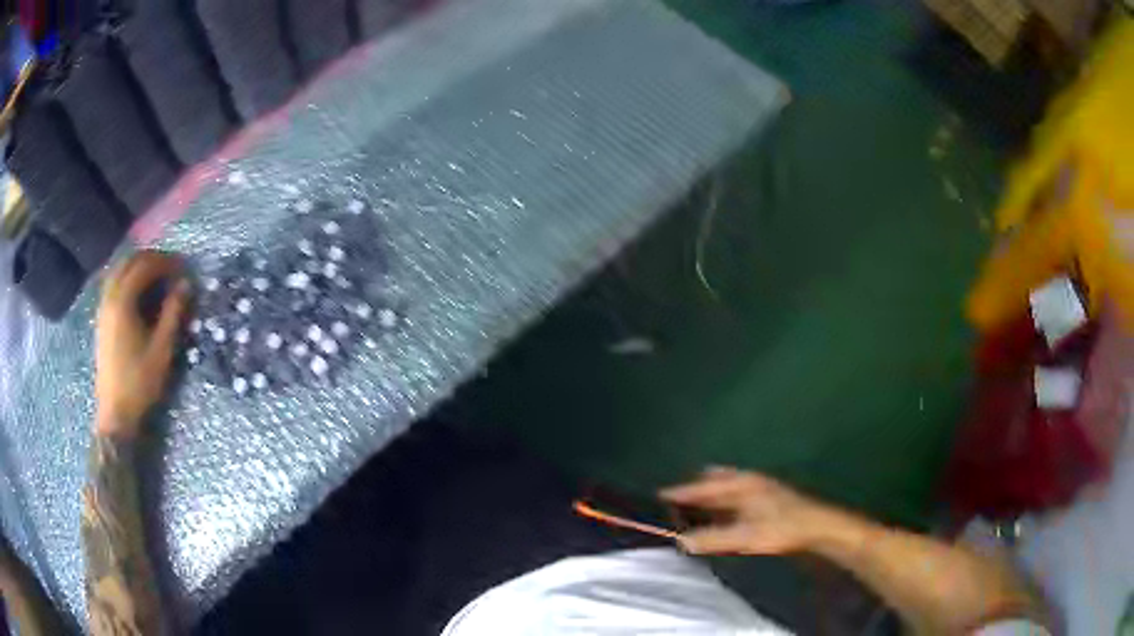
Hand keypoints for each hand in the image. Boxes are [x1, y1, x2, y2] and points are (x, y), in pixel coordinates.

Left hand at [95, 251, 191, 437]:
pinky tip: (139, 290)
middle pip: (129, 261)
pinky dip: (128, 277)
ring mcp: (103, 307)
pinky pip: (114, 283)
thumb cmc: (140, 382)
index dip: (166, 261)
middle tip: (172, 267)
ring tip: (157, 275)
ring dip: (139, 266)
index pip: (145, 265)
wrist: (116, 412)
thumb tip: (186, 284)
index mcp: (123, 302)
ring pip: (119, 270)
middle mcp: (110, 297)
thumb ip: (173, 313)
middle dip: (152, 258)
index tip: (184, 266)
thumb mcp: (162, 349)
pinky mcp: (102, 318)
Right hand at [660, 467, 840, 555]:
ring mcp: (758, 486)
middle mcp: (747, 480)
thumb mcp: (745, 536)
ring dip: (708, 495)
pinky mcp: (765, 496)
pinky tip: (720, 512)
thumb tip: (681, 541)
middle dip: (694, 490)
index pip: (702, 487)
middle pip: (713, 482)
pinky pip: (734, 494)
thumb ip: (712, 539)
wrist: (818, 526)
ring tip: (692, 506)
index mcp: (741, 484)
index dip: (681, 493)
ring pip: (725, 487)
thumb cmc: (782, 528)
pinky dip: (721, 500)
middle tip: (673, 501)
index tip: (659, 496)